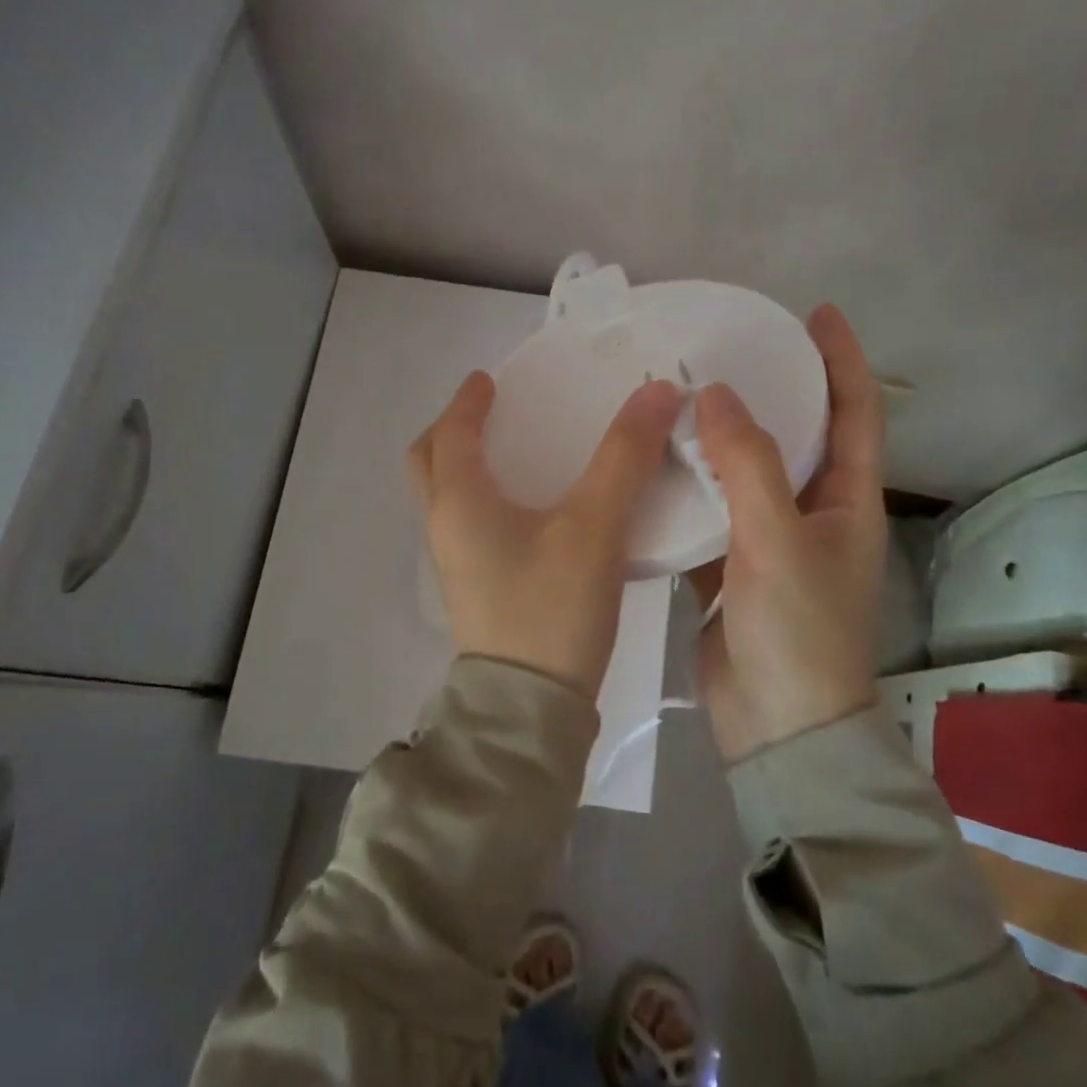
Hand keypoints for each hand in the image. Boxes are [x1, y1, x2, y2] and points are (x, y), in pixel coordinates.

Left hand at [409, 372, 682, 699]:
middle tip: (490, 413)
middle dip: (453, 431)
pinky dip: (487, 499)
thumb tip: (657, 391)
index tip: (490, 379)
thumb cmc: (551, 609)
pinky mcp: (477, 589)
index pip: (452, 434)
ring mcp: (456, 563)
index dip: (469, 401)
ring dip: (467, 466)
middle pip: (430, 464)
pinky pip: (469, 525)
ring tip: (515, 453)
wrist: (530, 708)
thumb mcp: (594, 527)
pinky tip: (533, 510)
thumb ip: (625, 458)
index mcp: (458, 502)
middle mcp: (445, 528)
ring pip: (447, 497)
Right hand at [688, 305, 886, 761]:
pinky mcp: (731, 569)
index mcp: (847, 501)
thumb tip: (718, 395)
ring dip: (718, 441)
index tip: (814, 314)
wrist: (776, 727)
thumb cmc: (796, 632)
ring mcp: (770, 543)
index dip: (842, 360)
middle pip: (797, 437)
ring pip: (745, 475)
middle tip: (724, 352)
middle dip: (770, 391)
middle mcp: (813, 514)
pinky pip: (710, 514)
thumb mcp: (777, 541)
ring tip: (678, 400)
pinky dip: (687, 490)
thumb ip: (749, 465)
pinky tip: (652, 467)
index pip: (856, 413)